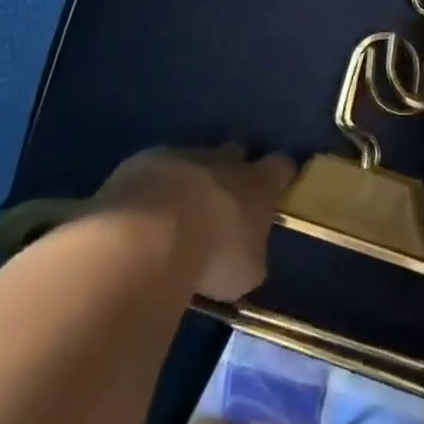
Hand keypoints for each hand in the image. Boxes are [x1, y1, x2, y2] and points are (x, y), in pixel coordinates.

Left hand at [94, 145, 294, 301]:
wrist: (150, 234)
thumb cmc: (212, 256)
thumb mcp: (246, 272)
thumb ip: (251, 254)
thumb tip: (247, 252)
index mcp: (257, 184)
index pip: (280, 166)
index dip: (281, 173)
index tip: (280, 182)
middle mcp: (223, 161)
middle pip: (236, 151)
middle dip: (234, 167)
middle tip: (226, 194)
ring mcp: (181, 155)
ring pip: (193, 159)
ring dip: (190, 179)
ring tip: (179, 210)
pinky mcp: (143, 161)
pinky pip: (156, 169)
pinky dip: (155, 186)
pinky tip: (144, 211)